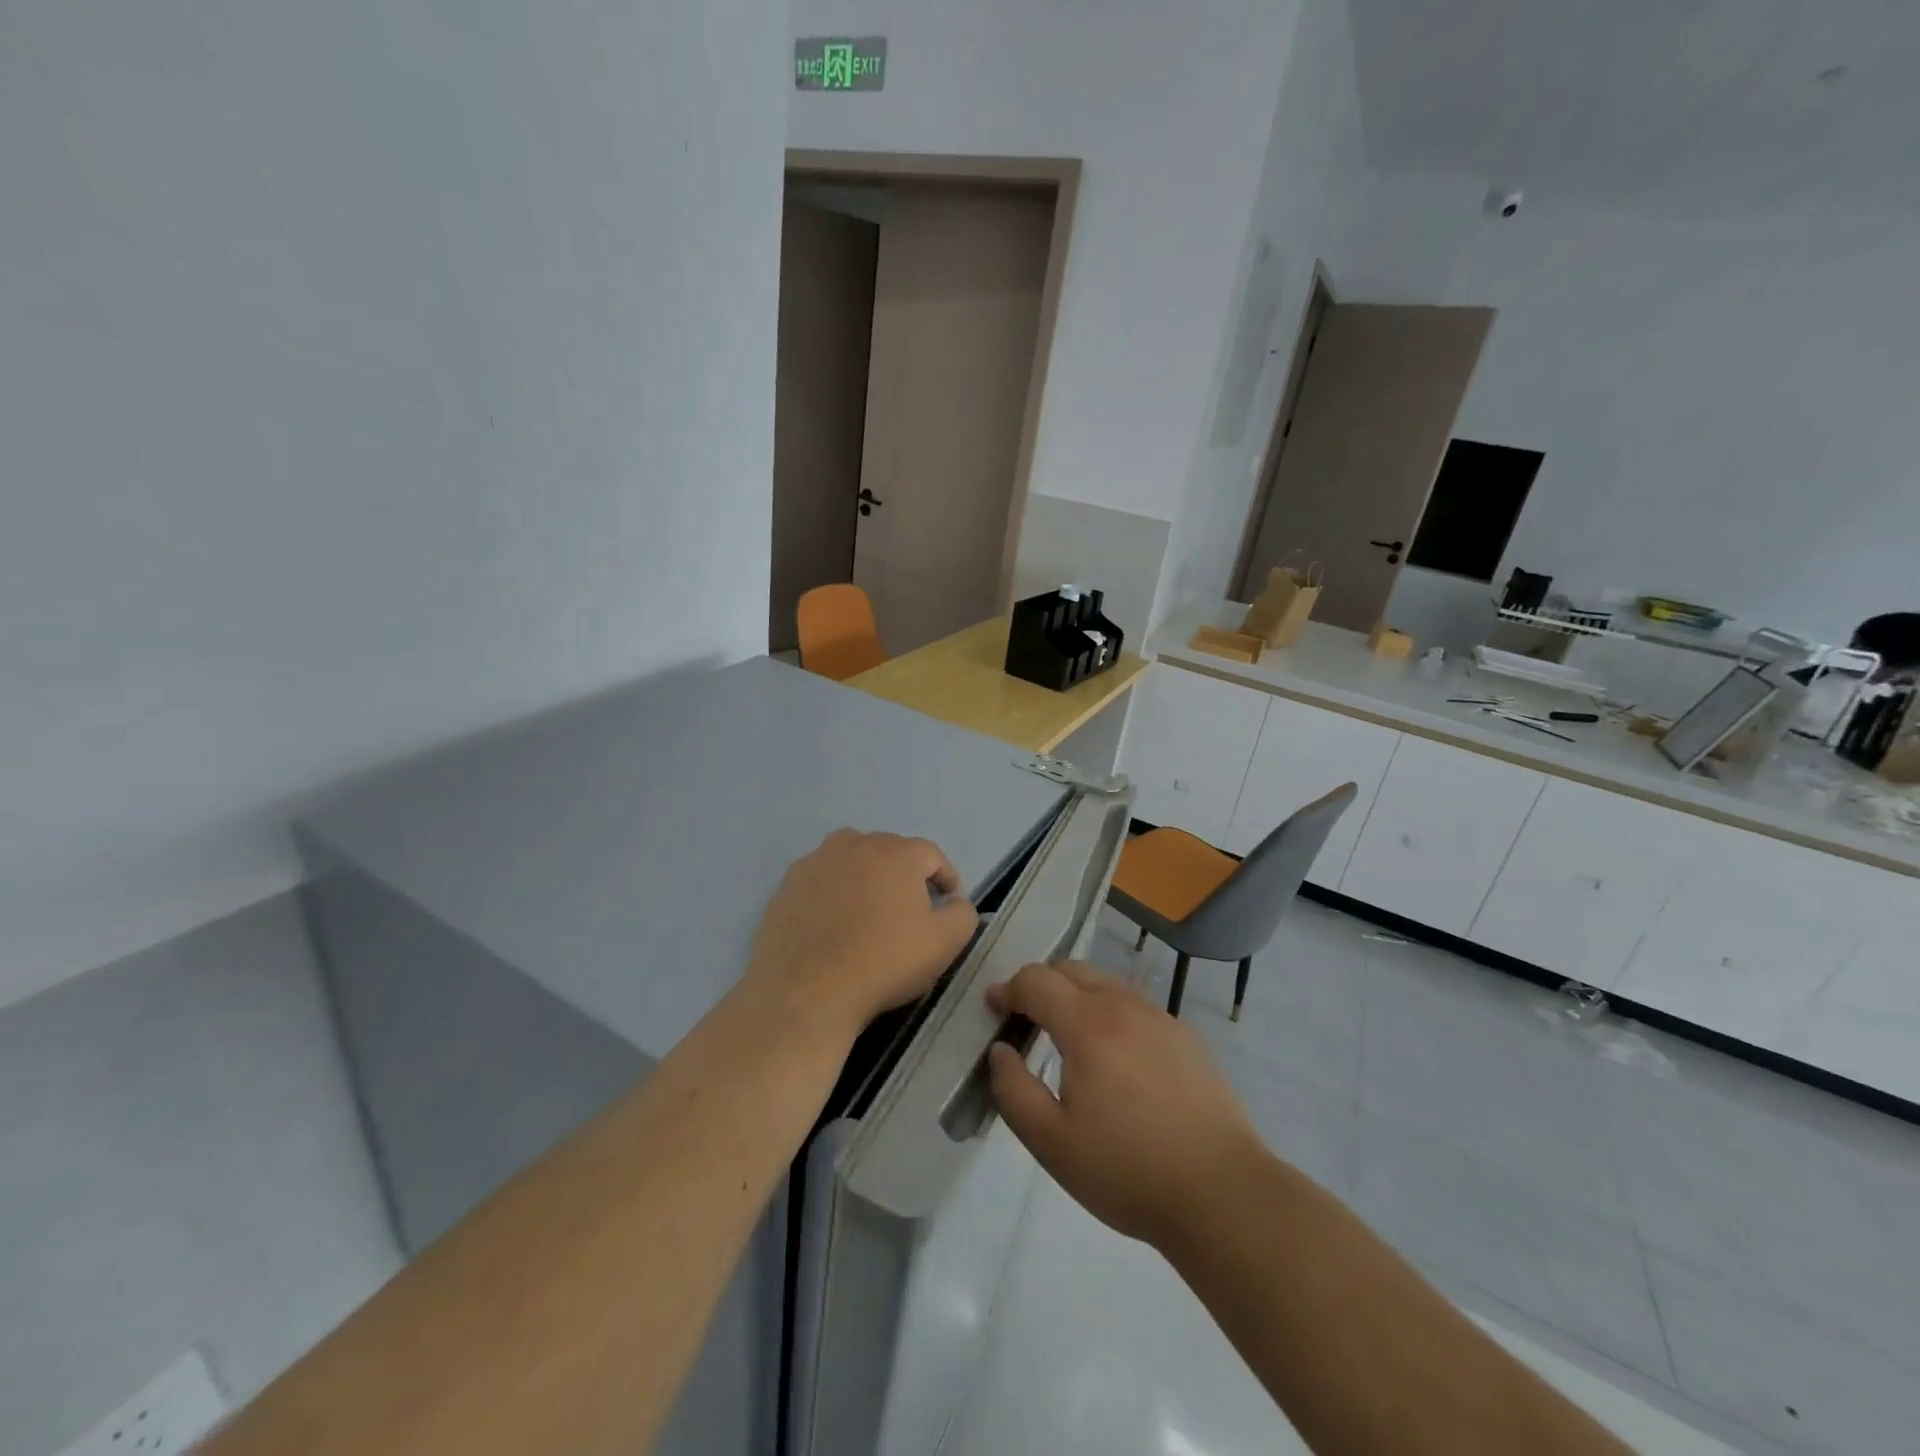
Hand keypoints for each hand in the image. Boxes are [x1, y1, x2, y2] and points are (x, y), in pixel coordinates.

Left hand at [743, 829, 978, 1039]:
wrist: (806, 993)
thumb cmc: (884, 963)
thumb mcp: (944, 943)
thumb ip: (962, 914)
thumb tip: (955, 903)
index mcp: (895, 852)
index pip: (931, 855)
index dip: (945, 878)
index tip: (947, 904)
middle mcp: (853, 845)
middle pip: (888, 852)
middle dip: (903, 876)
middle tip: (908, 911)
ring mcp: (814, 863)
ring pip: (850, 862)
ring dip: (864, 880)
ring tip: (868, 915)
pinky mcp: (785, 887)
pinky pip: (820, 884)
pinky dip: (831, 897)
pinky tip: (832, 928)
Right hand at [987, 961, 1260, 1251]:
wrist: (1222, 1193)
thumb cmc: (1127, 1170)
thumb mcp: (1051, 1142)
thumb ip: (1013, 1090)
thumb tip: (1000, 1051)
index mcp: (1086, 1024)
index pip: (1036, 980)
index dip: (1008, 988)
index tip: (993, 1006)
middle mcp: (1123, 1006)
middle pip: (1071, 969)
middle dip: (1041, 984)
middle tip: (1026, 1018)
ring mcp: (1160, 1017)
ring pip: (1106, 983)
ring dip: (1077, 995)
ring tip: (1068, 1036)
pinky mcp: (1186, 1036)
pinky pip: (1135, 1005)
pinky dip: (1110, 1012)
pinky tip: (1115, 1056)